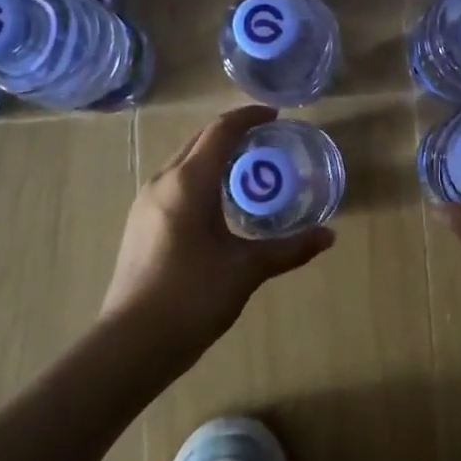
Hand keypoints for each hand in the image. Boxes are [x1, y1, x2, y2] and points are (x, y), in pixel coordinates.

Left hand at [101, 105, 334, 362]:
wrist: (130, 344)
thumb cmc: (192, 297)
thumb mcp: (246, 269)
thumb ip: (289, 249)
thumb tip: (329, 236)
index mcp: (189, 182)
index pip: (221, 131)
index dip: (249, 117)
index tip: (275, 116)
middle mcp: (163, 181)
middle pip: (200, 140)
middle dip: (233, 133)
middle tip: (267, 141)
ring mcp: (145, 202)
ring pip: (184, 162)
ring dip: (215, 156)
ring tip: (247, 170)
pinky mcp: (139, 223)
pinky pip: (174, 183)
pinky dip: (200, 178)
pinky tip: (218, 204)